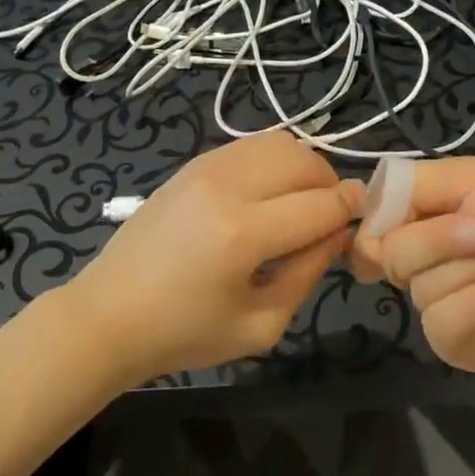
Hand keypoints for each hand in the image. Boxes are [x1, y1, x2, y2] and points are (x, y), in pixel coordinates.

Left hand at [67, 130, 353, 383]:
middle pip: (305, 161)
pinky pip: (252, 145)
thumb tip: (337, 234)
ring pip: (281, 142)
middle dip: (331, 185)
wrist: (109, 312)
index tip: (365, 219)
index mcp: (243, 234)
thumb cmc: (184, 333)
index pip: (321, 206)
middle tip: (330, 217)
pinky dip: (275, 160)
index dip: (351, 211)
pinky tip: (269, 192)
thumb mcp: (260, 324)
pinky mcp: (195, 161)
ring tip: (301, 202)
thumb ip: (307, 274)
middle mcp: (228, 186)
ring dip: (304, 167)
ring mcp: (208, 166)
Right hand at [353, 158, 474, 374]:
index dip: (376, 228)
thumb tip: (361, 213)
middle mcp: (428, 264)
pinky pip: (445, 326)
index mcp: (424, 222)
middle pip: (392, 257)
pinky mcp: (469, 347)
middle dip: (444, 238)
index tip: (395, 219)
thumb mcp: (466, 175)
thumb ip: (406, 189)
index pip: (371, 233)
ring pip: (422, 289)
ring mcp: (447, 306)